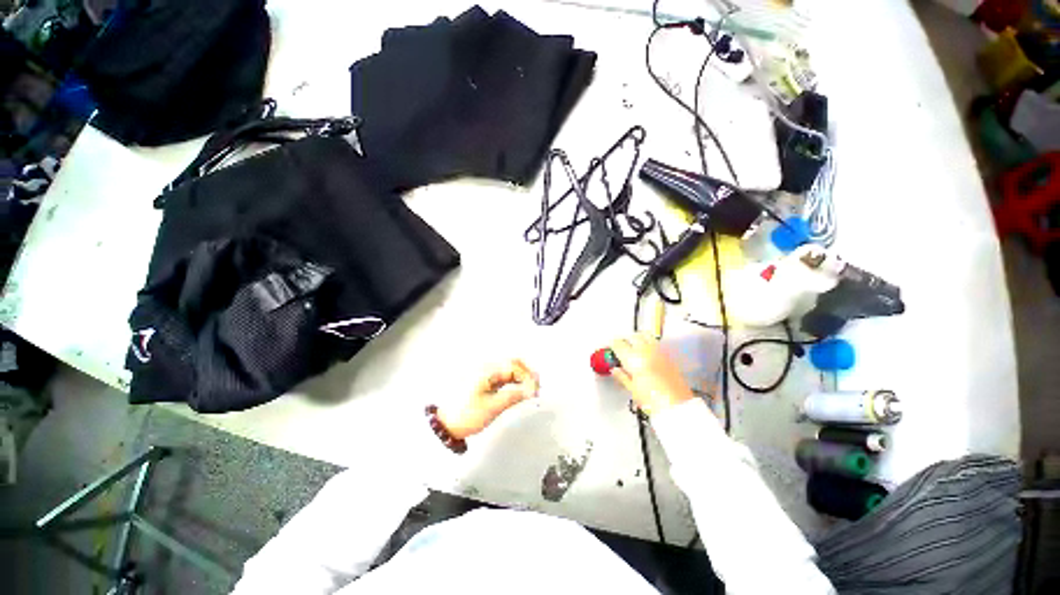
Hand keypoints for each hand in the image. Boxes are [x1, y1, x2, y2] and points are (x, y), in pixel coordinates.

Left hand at [437, 359, 539, 439]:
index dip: (528, 376)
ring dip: (522, 377)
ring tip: (532, 389)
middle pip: (513, 363)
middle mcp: (487, 368)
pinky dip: (515, 381)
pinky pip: (504, 377)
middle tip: (538, 386)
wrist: (447, 424)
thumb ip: (514, 396)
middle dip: (527, 373)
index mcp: (487, 370)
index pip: (514, 366)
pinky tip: (521, 389)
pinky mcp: (486, 381)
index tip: (536, 389)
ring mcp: (486, 374)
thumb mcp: (493, 407)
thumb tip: (531, 390)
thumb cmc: (467, 415)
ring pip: (510, 370)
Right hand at [608, 334, 693, 415]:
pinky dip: (649, 344)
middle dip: (625, 340)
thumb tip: (615, 370)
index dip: (612, 345)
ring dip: (638, 338)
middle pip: (632, 337)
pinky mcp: (669, 356)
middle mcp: (645, 351)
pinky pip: (656, 343)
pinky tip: (648, 352)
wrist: (677, 406)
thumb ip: (622, 377)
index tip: (610, 347)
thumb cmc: (654, 401)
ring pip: (645, 336)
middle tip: (621, 346)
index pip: (618, 344)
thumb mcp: (632, 389)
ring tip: (634, 345)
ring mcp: (658, 352)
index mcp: (633, 359)